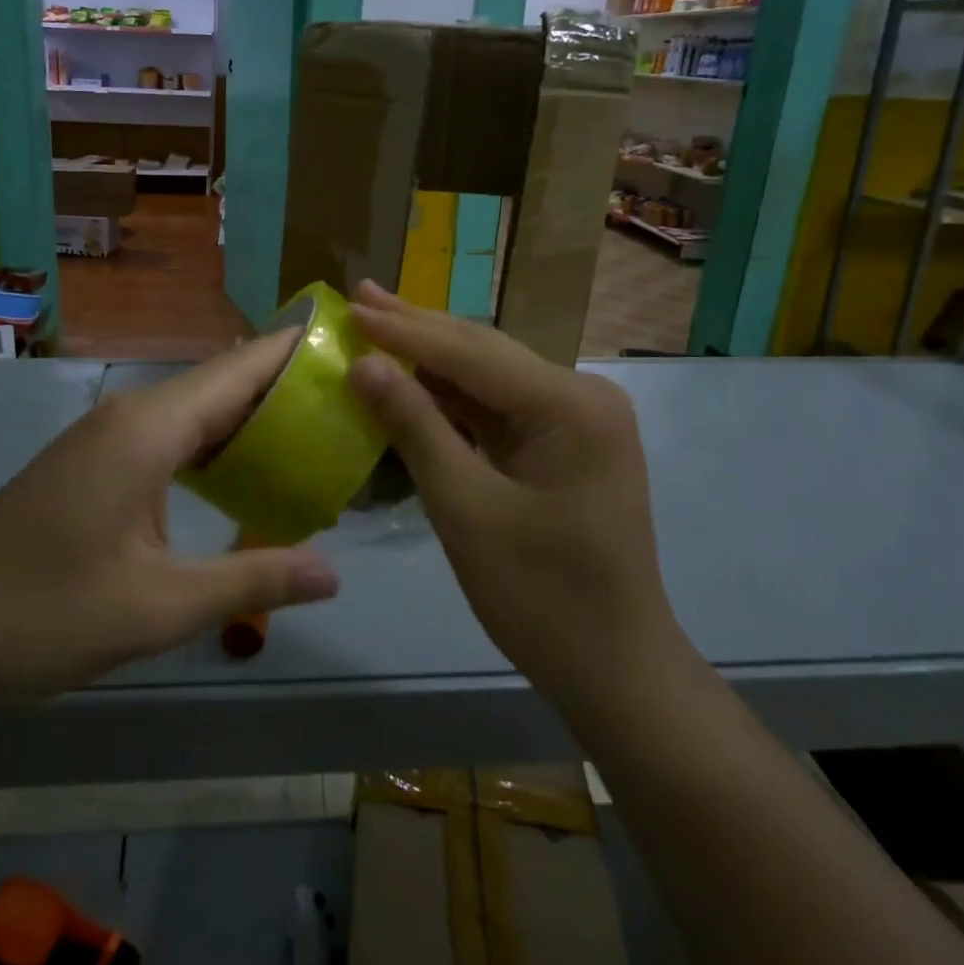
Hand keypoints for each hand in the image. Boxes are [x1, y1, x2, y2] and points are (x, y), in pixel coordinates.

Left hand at [0, 332, 340, 705]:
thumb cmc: (44, 612)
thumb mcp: (158, 607)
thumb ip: (250, 581)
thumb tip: (332, 574)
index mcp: (149, 428)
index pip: (240, 369)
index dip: (295, 352)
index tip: (351, 347)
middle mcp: (130, 417)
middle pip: (223, 384)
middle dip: (285, 389)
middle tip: (352, 403)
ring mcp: (106, 439)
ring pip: (195, 412)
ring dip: (251, 420)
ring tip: (316, 436)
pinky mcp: (92, 464)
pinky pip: (170, 438)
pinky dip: (215, 447)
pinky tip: (243, 476)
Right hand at [345, 282, 678, 699]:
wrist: (614, 668)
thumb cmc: (540, 596)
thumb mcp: (466, 510)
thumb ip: (415, 428)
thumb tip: (363, 364)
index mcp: (570, 405)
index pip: (470, 353)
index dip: (403, 331)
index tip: (349, 306)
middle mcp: (580, 396)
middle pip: (483, 353)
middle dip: (417, 328)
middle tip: (359, 296)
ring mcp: (575, 419)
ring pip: (487, 376)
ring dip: (430, 357)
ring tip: (376, 323)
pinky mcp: (562, 443)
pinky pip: (497, 408)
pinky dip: (450, 396)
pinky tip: (412, 376)